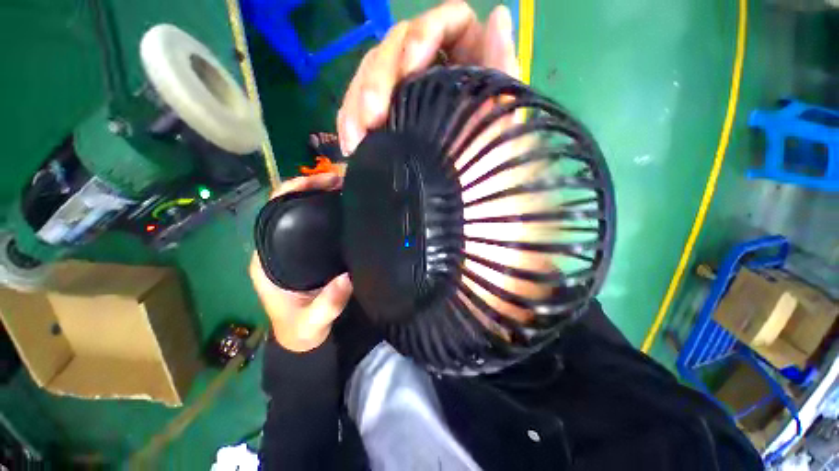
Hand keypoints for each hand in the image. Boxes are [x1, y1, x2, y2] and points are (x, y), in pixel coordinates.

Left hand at [250, 174, 352, 351]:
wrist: (304, 335)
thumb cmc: (302, 329)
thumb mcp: (314, 321)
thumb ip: (328, 304)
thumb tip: (347, 278)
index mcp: (268, 258)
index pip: (271, 213)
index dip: (290, 192)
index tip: (316, 182)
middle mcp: (276, 247)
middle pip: (287, 207)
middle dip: (309, 188)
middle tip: (338, 181)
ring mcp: (291, 248)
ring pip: (301, 213)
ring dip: (320, 196)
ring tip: (344, 187)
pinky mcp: (307, 251)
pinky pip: (314, 225)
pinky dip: (326, 211)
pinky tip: (344, 206)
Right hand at [337, 0, 517, 154]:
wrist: (465, 207)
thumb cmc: (485, 171)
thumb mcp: (500, 124)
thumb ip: (502, 70)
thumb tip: (500, 15)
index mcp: (468, 68)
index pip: (449, 23)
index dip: (425, 33)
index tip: (411, 64)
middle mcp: (434, 77)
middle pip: (398, 46)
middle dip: (380, 78)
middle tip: (373, 116)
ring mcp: (407, 99)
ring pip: (373, 75)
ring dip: (358, 104)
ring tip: (356, 138)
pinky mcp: (388, 123)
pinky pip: (361, 108)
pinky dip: (351, 122)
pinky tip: (350, 143)